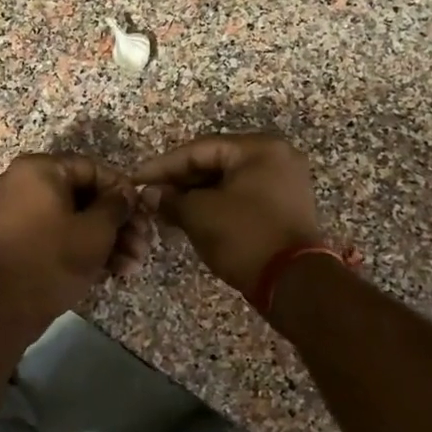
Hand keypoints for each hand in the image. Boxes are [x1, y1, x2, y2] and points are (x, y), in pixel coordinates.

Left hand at [0, 153, 152, 333]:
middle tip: (144, 242)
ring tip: (134, 263)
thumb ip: (117, 204)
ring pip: (74, 217)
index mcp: (38, 169)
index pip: (92, 169)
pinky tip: (115, 269)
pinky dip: (84, 246)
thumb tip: (126, 194)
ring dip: (107, 238)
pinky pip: (58, 232)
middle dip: (118, 222)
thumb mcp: (97, 229)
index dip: (122, 191)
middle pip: (84, 195)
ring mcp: (20, 211)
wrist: (9, 306)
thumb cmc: (56, 258)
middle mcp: (24, 182)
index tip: (144, 212)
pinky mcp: (22, 238)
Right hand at [133, 133, 324, 296]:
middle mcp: (275, 158)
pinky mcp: (283, 208)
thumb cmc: (245, 237)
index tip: (136, 180)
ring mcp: (283, 183)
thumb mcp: (200, 214)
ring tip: (164, 210)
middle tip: (149, 197)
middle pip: (215, 162)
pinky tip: (188, 219)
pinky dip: (214, 206)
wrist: (294, 282)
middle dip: (179, 181)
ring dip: (194, 196)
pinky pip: (240, 197)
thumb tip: (150, 194)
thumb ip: (171, 199)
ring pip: (226, 182)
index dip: (163, 166)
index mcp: (258, 148)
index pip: (199, 149)